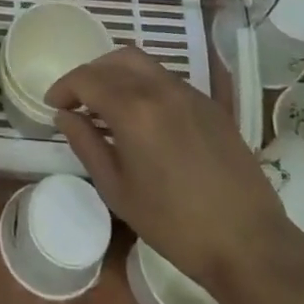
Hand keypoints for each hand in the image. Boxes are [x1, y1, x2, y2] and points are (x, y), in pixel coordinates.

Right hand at [46, 47, 299, 303]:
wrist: (250, 244)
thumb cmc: (175, 225)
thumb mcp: (118, 190)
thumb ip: (86, 144)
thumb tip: (65, 116)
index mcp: (133, 108)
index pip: (87, 79)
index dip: (64, 87)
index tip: (53, 105)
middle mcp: (160, 88)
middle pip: (115, 59)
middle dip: (91, 73)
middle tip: (79, 100)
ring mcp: (190, 93)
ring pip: (143, 64)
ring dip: (118, 75)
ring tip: (108, 106)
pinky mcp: (211, 105)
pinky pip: (167, 80)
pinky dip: (145, 86)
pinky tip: (144, 118)